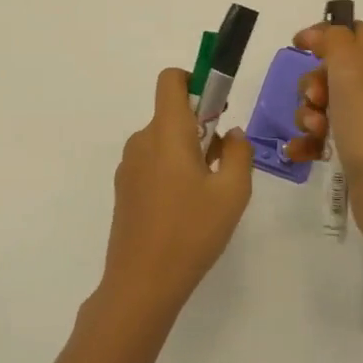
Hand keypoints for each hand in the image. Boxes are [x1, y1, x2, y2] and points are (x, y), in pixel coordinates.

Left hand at [100, 69, 254, 325]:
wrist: (142, 283)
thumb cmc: (192, 232)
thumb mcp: (233, 192)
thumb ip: (238, 152)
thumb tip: (230, 134)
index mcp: (167, 131)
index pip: (171, 79)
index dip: (195, 80)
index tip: (216, 106)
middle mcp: (142, 140)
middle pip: (172, 113)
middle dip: (200, 126)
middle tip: (223, 163)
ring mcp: (129, 166)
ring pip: (163, 141)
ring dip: (187, 152)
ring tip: (207, 193)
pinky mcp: (124, 189)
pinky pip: (152, 163)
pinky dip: (171, 171)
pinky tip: (185, 210)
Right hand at [282, 20, 362, 252]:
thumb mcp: (350, 68)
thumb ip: (333, 39)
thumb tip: (318, 34)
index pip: (352, 32)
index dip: (324, 34)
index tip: (298, 46)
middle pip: (330, 70)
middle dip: (310, 82)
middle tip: (315, 98)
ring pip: (321, 104)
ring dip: (306, 114)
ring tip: (314, 130)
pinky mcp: (353, 149)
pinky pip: (320, 135)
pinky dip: (306, 141)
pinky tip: (298, 152)